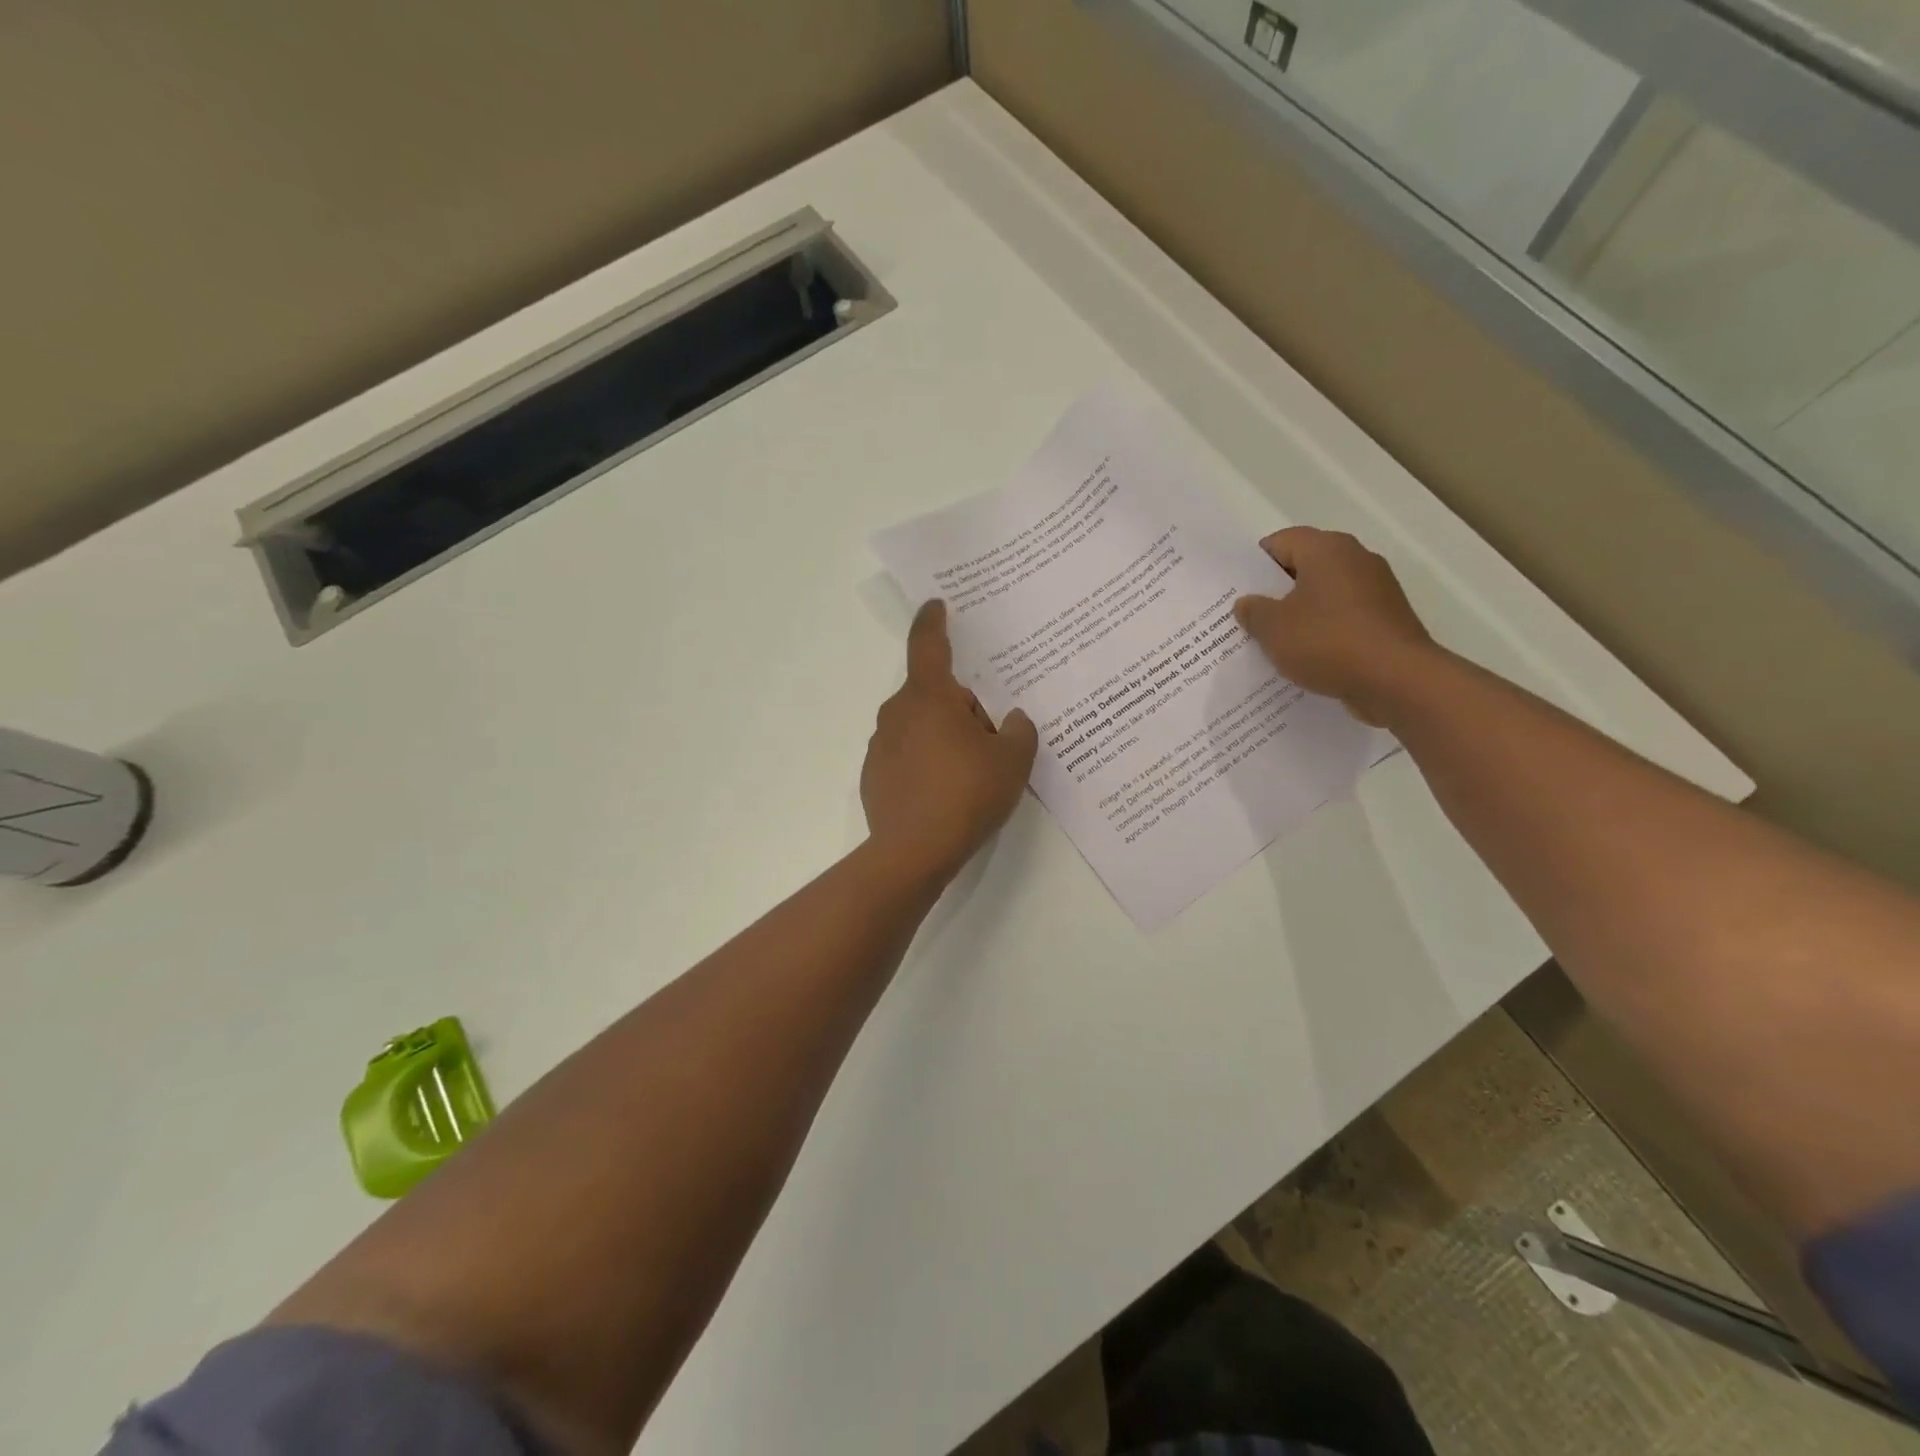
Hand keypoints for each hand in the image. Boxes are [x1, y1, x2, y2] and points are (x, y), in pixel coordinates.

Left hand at [862, 600, 1038, 885]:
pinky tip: (946, 793)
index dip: (934, 621)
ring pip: (920, 726)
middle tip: (991, 737)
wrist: (913, 852)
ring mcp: (881, 745)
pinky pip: (906, 754)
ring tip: (972, 772)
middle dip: (961, 707)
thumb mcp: (1012, 761)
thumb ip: (1019, 731)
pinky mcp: (874, 775)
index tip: (936, 604)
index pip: (929, 645)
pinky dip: (926, 762)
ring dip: (943, 736)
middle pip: (933, 694)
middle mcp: (898, 713)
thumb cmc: (966, 795)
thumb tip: (1011, 720)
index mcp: (930, 697)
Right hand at [1233, 527, 1436, 725]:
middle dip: (1274, 591)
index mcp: (1327, 550)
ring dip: (1299, 614)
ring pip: (1323, 595)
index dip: (1253, 564)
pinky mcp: (1386, 620)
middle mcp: (1355, 560)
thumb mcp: (1274, 629)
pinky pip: (1342, 619)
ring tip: (1270, 640)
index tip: (1235, 590)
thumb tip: (1248, 603)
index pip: (1280, 542)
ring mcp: (1376, 590)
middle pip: (1304, 567)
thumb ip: (1254, 612)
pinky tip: (1303, 657)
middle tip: (1246, 616)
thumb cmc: (1328, 643)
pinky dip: (1322, 632)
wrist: (1398, 681)